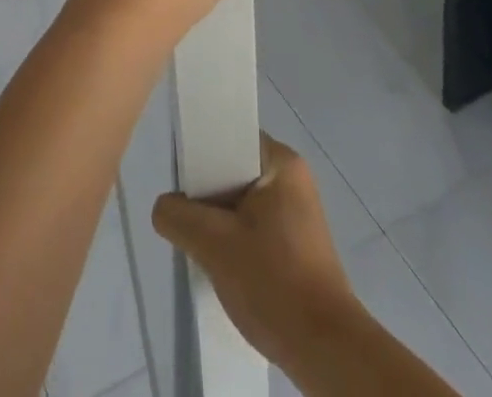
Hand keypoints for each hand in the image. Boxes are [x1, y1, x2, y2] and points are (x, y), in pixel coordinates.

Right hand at [151, 134, 360, 375]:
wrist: (327, 354)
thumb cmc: (273, 282)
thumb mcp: (213, 244)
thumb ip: (177, 215)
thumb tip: (165, 208)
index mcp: (281, 162)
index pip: (229, 138)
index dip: (200, 154)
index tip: (182, 182)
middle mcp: (293, 179)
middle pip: (233, 171)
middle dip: (207, 195)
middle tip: (187, 218)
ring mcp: (299, 215)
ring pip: (242, 203)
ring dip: (220, 223)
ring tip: (202, 246)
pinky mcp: (299, 246)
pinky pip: (255, 228)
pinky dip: (237, 241)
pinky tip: (224, 267)